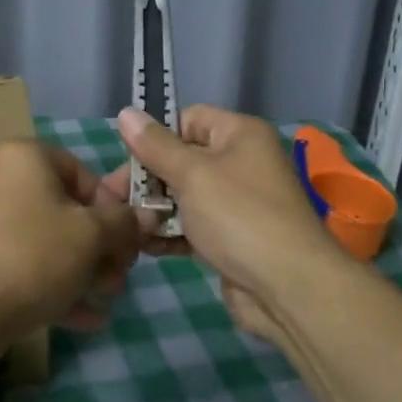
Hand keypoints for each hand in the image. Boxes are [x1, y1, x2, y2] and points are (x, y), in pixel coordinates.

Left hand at [0, 140, 153, 351]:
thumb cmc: (33, 255)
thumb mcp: (91, 236)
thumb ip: (124, 223)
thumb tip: (148, 215)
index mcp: (23, 156)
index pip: (82, 173)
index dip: (113, 210)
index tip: (128, 244)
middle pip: (64, 209)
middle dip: (99, 248)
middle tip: (119, 279)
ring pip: (46, 240)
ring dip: (82, 270)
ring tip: (105, 301)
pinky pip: (23, 263)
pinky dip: (53, 284)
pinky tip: (84, 318)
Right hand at [117, 105, 344, 339]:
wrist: (288, 288)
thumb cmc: (238, 216)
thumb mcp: (192, 174)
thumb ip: (155, 145)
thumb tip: (125, 113)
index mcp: (240, 134)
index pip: (188, 119)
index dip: (157, 135)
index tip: (126, 157)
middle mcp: (241, 162)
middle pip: (182, 159)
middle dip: (148, 179)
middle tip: (113, 198)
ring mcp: (237, 203)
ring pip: (184, 196)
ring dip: (154, 210)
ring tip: (127, 226)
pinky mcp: (231, 238)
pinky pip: (193, 226)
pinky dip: (170, 233)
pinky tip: (145, 247)